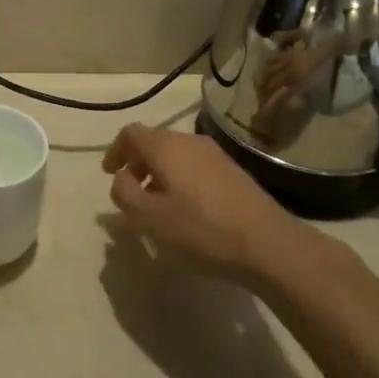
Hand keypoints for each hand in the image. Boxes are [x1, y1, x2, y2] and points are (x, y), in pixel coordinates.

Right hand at [101, 124, 319, 289]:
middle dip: (137, 163)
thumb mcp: (150, 218)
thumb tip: (120, 179)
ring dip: (160, 173)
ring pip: (176, 155)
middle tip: (131, 191)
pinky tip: (187, 210)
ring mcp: (215, 154)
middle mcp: (189, 140)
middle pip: (154, 142)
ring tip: (158, 204)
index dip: (115, 150)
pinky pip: (195, 166)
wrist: (269, 244)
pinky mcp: (233, 171)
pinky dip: (181, 179)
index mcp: (165, 146)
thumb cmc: (202, 229)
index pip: (131, 133)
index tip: (109, 173)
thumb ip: (125, 193)